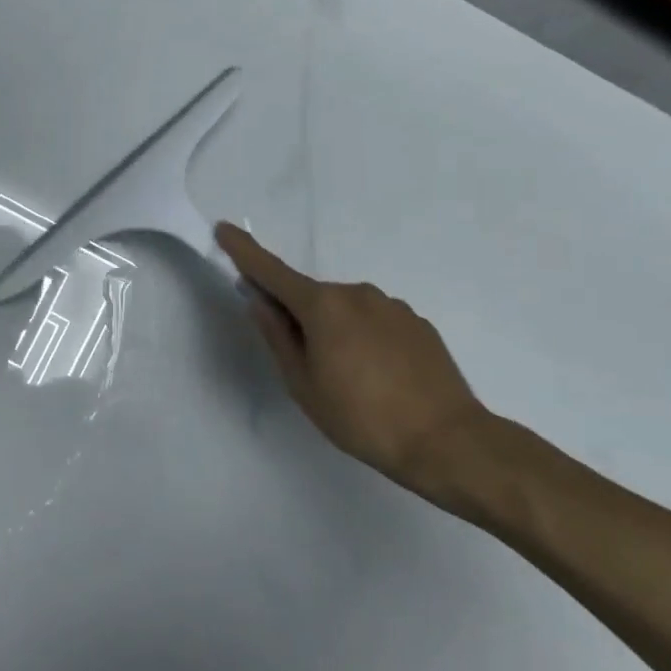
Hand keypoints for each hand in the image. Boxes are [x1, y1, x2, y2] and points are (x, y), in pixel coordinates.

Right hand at [216, 223, 495, 505]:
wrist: (447, 441)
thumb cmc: (361, 418)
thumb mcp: (303, 384)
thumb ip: (277, 336)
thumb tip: (260, 302)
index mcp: (322, 306)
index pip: (272, 271)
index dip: (244, 251)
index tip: (224, 229)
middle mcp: (357, 293)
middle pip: (311, 297)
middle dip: (298, 317)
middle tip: (305, 365)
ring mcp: (391, 306)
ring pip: (345, 310)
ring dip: (335, 330)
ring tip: (350, 381)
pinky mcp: (417, 323)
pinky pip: (375, 322)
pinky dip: (364, 339)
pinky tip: (379, 377)